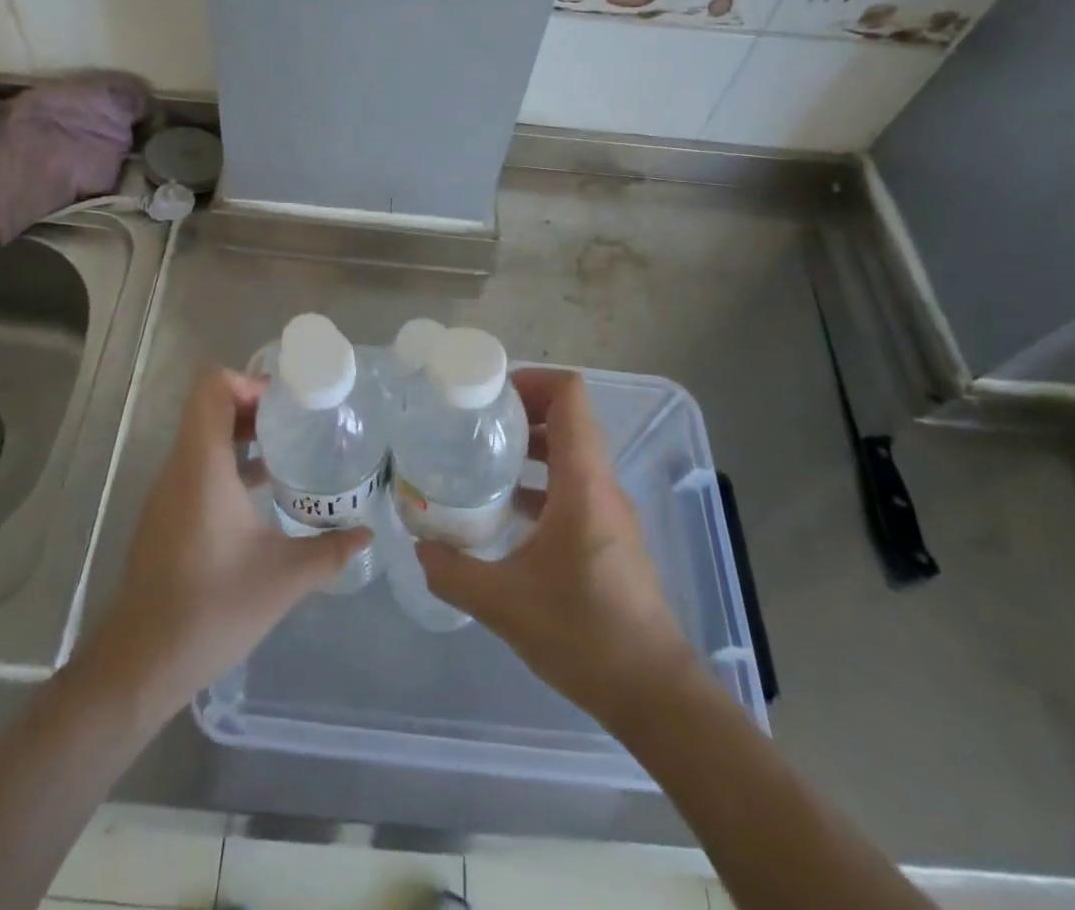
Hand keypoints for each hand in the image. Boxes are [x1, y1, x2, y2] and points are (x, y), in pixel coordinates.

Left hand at [83, 367, 370, 710]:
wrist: (141, 661)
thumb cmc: (211, 608)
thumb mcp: (283, 578)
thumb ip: (329, 551)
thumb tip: (367, 533)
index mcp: (202, 465)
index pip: (212, 388)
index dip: (248, 381)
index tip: (286, 402)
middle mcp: (180, 468)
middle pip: (208, 407)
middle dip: (253, 406)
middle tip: (296, 421)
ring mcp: (168, 492)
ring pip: (202, 437)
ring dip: (241, 435)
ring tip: (287, 450)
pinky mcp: (166, 514)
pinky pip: (197, 466)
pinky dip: (228, 462)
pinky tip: (262, 492)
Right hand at [416, 368, 696, 731]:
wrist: (655, 694)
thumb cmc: (584, 635)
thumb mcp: (503, 604)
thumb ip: (453, 572)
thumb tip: (419, 547)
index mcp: (582, 482)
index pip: (569, 396)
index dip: (531, 380)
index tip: (489, 396)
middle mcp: (601, 485)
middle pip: (569, 418)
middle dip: (522, 410)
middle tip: (475, 424)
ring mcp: (609, 511)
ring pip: (572, 453)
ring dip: (531, 446)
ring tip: (484, 461)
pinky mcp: (610, 537)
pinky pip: (574, 486)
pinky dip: (541, 482)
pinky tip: (507, 512)